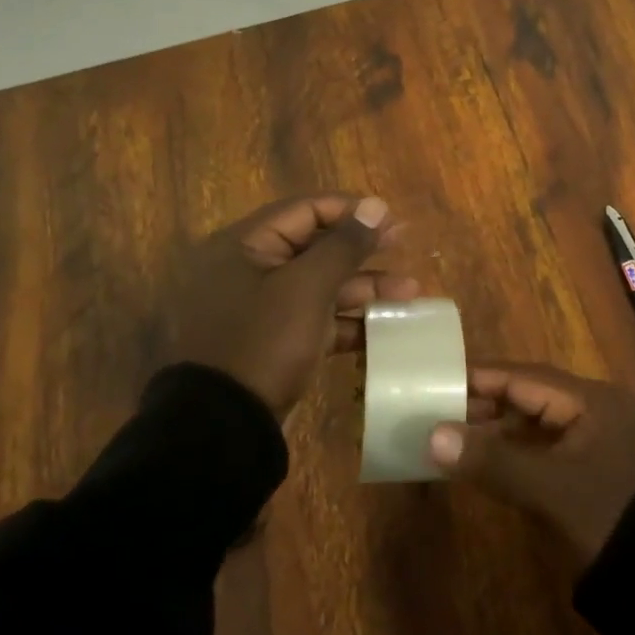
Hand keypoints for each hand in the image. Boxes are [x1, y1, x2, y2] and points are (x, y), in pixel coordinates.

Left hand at [164, 194, 416, 417]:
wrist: (223, 429)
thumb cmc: (264, 342)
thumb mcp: (307, 288)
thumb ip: (344, 245)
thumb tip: (376, 205)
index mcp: (245, 245)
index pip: (305, 210)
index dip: (350, 210)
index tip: (391, 218)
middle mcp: (250, 270)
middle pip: (315, 247)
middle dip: (363, 249)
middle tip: (405, 244)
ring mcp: (262, 309)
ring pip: (320, 285)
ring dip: (364, 287)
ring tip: (410, 292)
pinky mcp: (274, 342)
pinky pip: (316, 319)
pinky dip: (348, 321)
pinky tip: (386, 326)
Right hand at [428, 363, 634, 561]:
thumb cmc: (602, 517)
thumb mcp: (545, 487)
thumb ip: (490, 459)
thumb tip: (433, 436)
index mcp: (589, 400)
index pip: (524, 377)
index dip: (480, 379)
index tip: (437, 379)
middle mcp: (589, 410)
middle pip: (526, 395)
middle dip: (482, 403)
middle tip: (434, 409)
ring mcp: (587, 440)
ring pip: (529, 423)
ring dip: (492, 430)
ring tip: (446, 434)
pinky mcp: (582, 469)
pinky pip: (536, 447)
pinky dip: (508, 452)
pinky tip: (477, 460)